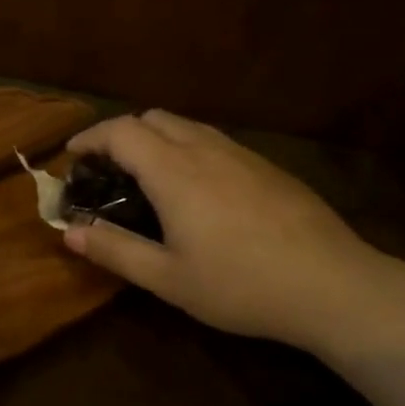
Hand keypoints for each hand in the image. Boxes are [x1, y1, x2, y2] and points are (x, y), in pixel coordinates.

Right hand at [62, 110, 396, 353]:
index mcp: (173, 172)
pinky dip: (188, 147)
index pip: (120, 131)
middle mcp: (204, 149)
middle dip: (121, 134)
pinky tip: (199, 188)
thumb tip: (69, 233)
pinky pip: (214, 140)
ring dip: (156, 138)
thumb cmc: (241, 285)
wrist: (335, 287)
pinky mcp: (267, 167)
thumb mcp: (168, 279)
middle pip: (152, 118)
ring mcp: (241, 154)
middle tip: (109, 169)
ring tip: (148, 175)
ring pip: (186, 125)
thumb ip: (115, 251)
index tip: (72, 156)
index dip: (90, 138)